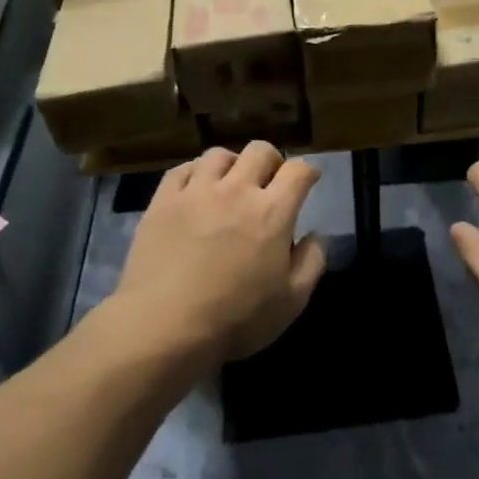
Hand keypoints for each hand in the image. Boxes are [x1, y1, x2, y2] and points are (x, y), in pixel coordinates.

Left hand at [116, 143, 326, 363]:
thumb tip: (315, 235)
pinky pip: (182, 170)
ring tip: (230, 183)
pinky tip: (196, 189)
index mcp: (272, 212)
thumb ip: (312, 262)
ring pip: (219, 155)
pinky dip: (195, 173)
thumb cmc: (234, 319)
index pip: (298, 171)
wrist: (163, 328)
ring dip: (233, 164)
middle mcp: (237, 190)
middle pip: (260, 150)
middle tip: (270, 181)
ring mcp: (196, 192)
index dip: (308, 171)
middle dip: (272, 161)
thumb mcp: (291, 302)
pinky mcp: (163, 201)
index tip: (309, 180)